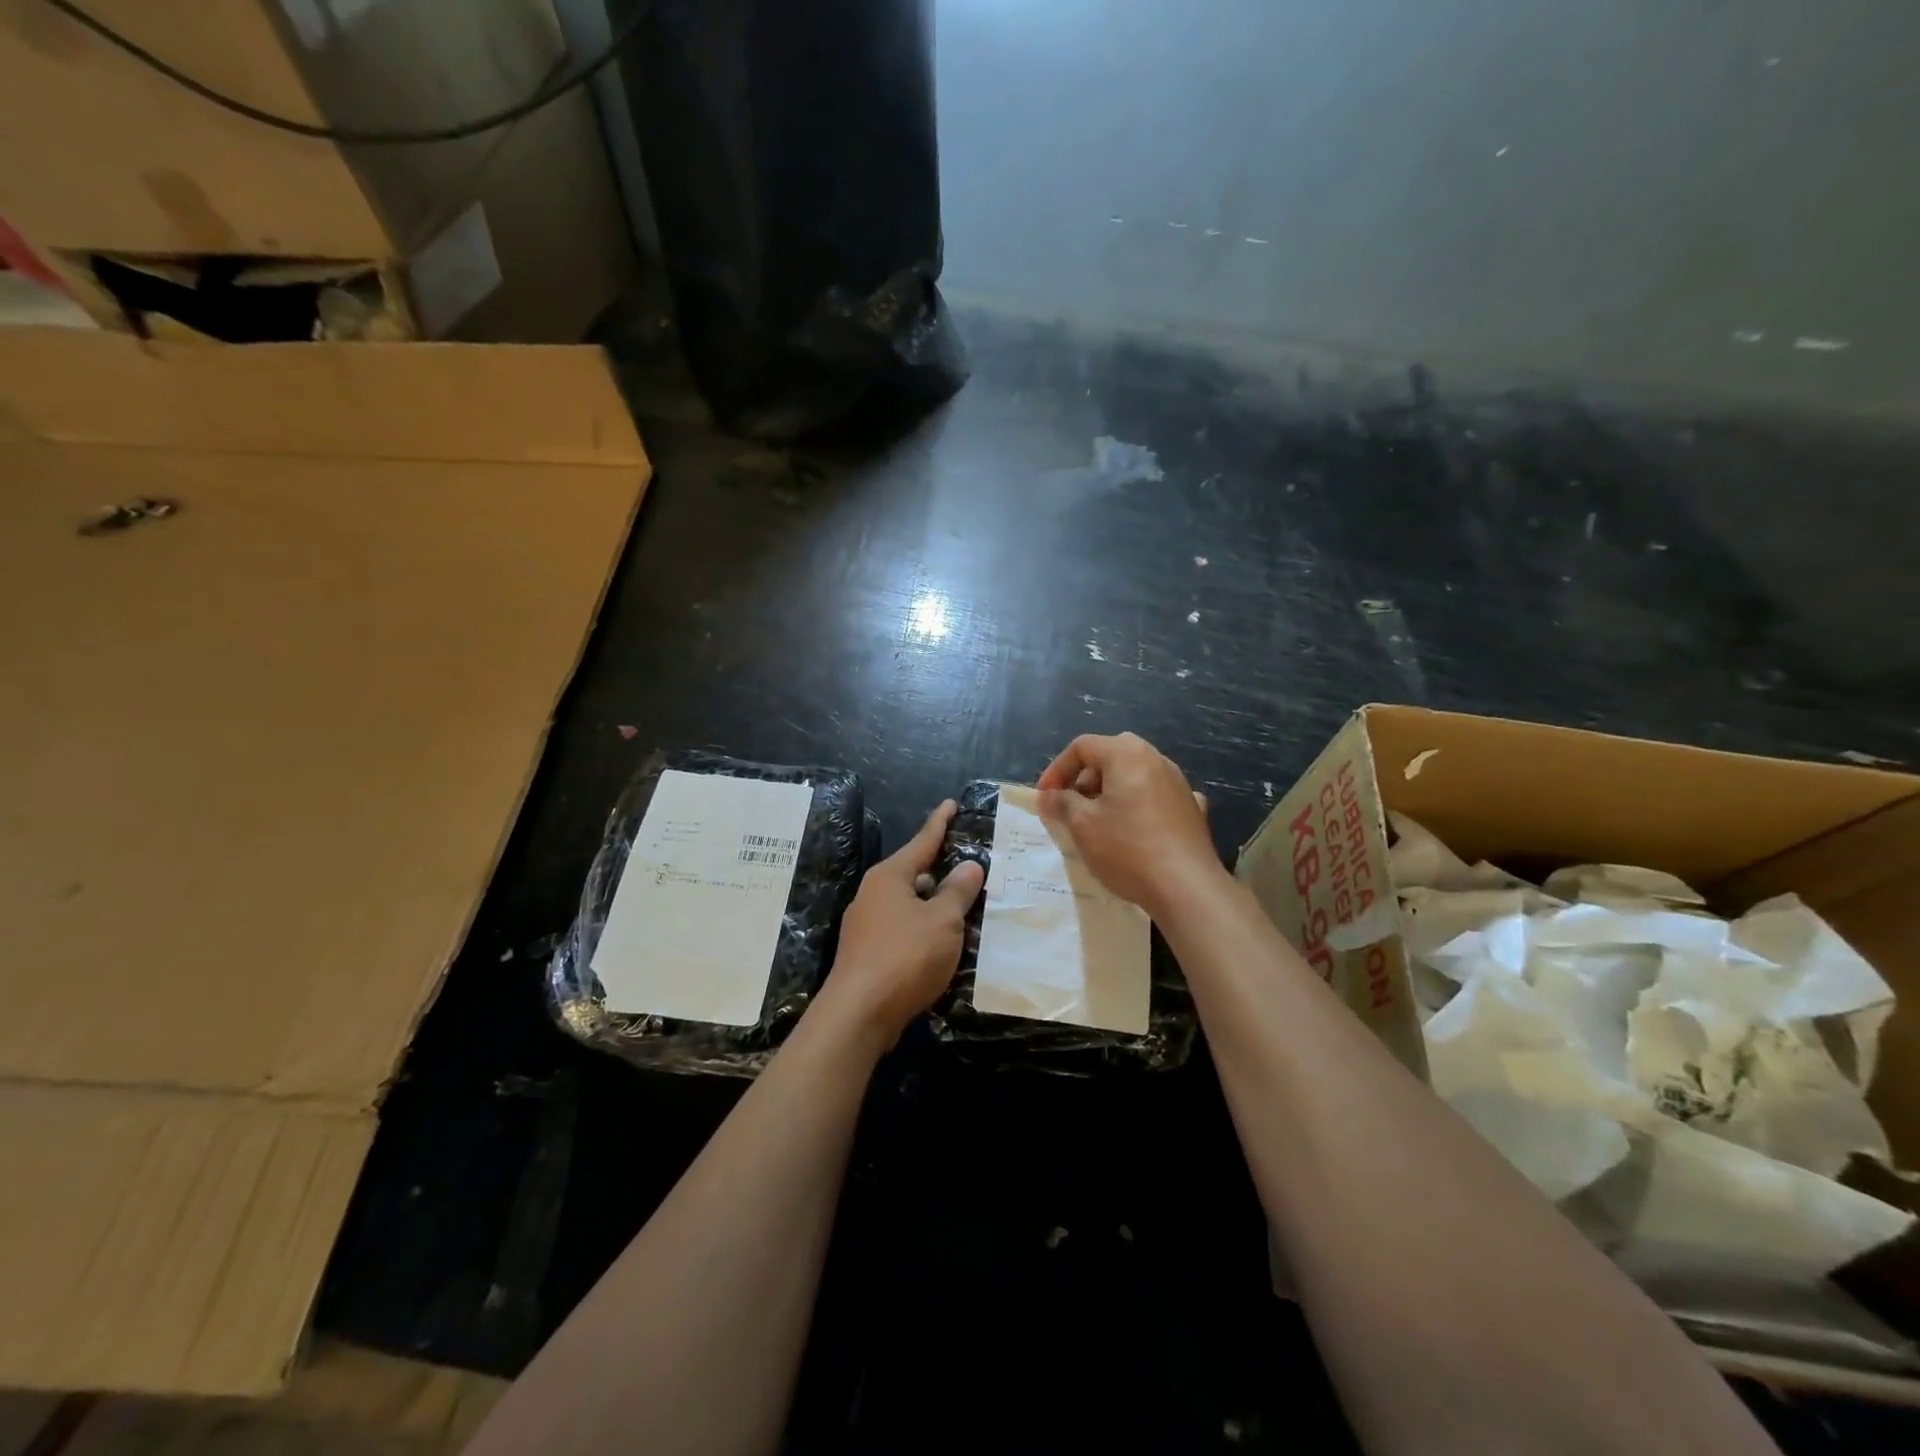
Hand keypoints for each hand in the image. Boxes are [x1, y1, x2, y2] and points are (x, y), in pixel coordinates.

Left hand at [819, 800, 984, 1042]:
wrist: (858, 1015)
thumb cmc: (904, 957)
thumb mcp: (942, 921)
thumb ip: (958, 892)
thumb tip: (969, 866)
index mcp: (890, 876)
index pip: (922, 841)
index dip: (940, 823)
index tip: (950, 804)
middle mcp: (873, 894)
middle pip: (914, 873)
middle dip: (940, 871)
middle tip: (970, 867)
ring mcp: (866, 924)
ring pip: (908, 904)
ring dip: (933, 905)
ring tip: (964, 907)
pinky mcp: (866, 953)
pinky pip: (902, 929)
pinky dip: (923, 929)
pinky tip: (941, 944)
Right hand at [1035, 732, 1222, 920]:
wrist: (1187, 887)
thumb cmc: (1127, 848)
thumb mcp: (1083, 825)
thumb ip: (1062, 803)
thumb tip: (1048, 796)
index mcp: (1127, 754)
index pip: (1082, 746)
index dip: (1057, 769)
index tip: (1045, 798)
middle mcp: (1156, 759)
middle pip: (1110, 756)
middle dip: (1084, 779)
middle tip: (1071, 807)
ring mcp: (1179, 783)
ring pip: (1135, 776)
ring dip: (1111, 792)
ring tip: (1098, 822)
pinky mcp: (1192, 809)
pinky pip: (1156, 797)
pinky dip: (1139, 805)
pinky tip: (1137, 828)